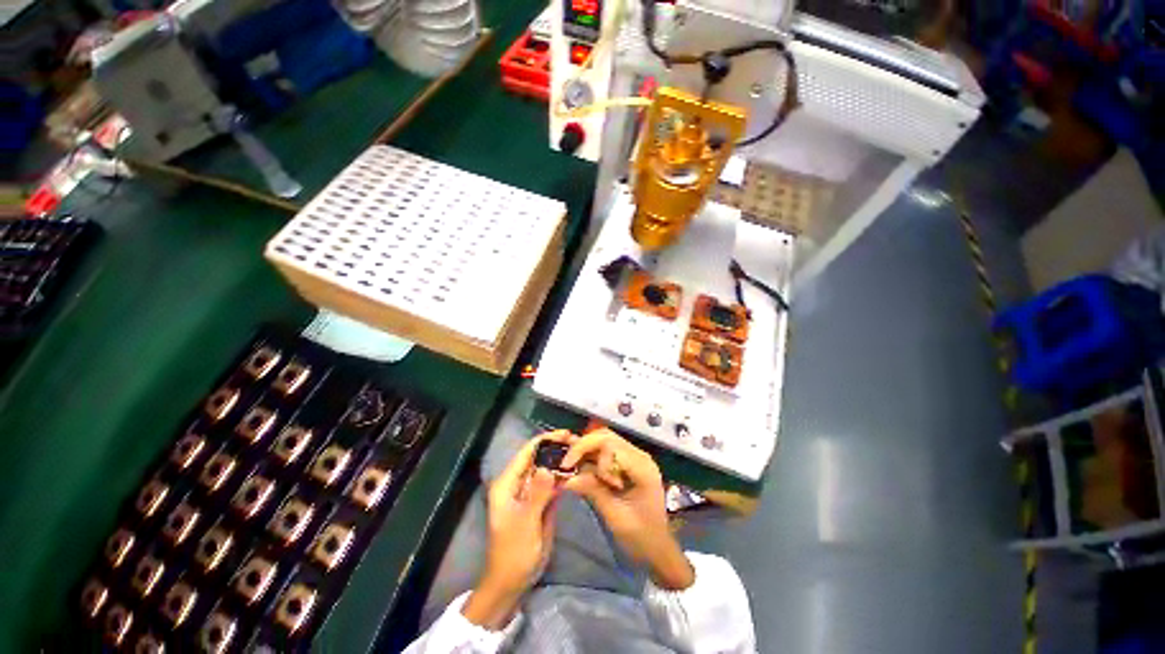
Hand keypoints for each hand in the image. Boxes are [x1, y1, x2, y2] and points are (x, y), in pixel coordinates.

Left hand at [463, 431, 568, 628]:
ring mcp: (529, 492)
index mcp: (507, 483)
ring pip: (546, 468)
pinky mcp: (539, 501)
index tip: (566, 434)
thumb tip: (549, 467)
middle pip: (538, 457)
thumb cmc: (513, 553)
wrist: (512, 582)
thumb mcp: (525, 523)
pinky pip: (552, 483)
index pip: (527, 452)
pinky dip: (563, 476)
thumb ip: (537, 494)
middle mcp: (518, 482)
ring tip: (581, 451)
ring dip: (561, 460)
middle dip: (556, 448)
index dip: (546, 440)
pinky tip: (577, 470)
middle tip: (578, 442)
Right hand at [561, 429, 694, 589]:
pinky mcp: (629, 463)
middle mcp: (639, 455)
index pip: (609, 444)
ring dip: (587, 450)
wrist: (658, 549)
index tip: (570, 469)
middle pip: (606, 437)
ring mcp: (635, 457)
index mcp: (641, 467)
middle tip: (566, 464)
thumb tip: (567, 478)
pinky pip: (607, 450)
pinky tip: (582, 466)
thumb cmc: (641, 537)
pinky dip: (592, 456)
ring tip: (572, 465)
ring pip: (605, 440)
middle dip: (583, 446)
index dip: (586, 451)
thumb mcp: (615, 517)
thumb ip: (593, 492)